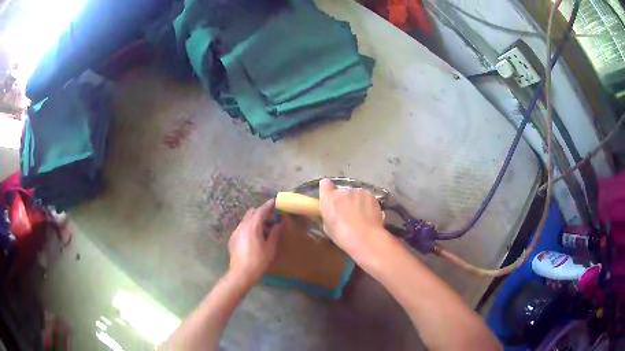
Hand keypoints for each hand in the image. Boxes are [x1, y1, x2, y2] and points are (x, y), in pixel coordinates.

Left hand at [228, 199, 282, 284]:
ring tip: (264, 230)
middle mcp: (242, 225)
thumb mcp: (270, 248)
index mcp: (253, 226)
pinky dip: (249, 227)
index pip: (261, 211)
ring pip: (246, 220)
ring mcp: (236, 232)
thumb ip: (274, 233)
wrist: (241, 273)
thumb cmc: (258, 261)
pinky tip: (254, 238)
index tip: (274, 201)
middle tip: (271, 218)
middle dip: (261, 212)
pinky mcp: (233, 239)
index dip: (268, 205)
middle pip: (252, 213)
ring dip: (255, 220)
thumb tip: (278, 224)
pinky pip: (242, 228)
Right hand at [318, 179, 385, 256]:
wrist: (365, 237)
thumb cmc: (342, 236)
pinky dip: (366, 203)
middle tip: (347, 212)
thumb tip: (333, 212)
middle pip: (342, 192)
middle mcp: (342, 191)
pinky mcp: (370, 195)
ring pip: (355, 194)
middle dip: (344, 199)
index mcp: (328, 198)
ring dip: (356, 201)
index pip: (324, 184)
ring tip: (360, 215)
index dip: (327, 189)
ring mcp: (358, 191)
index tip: (330, 195)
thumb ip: (328, 214)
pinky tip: (369, 214)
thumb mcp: (328, 227)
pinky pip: (366, 197)